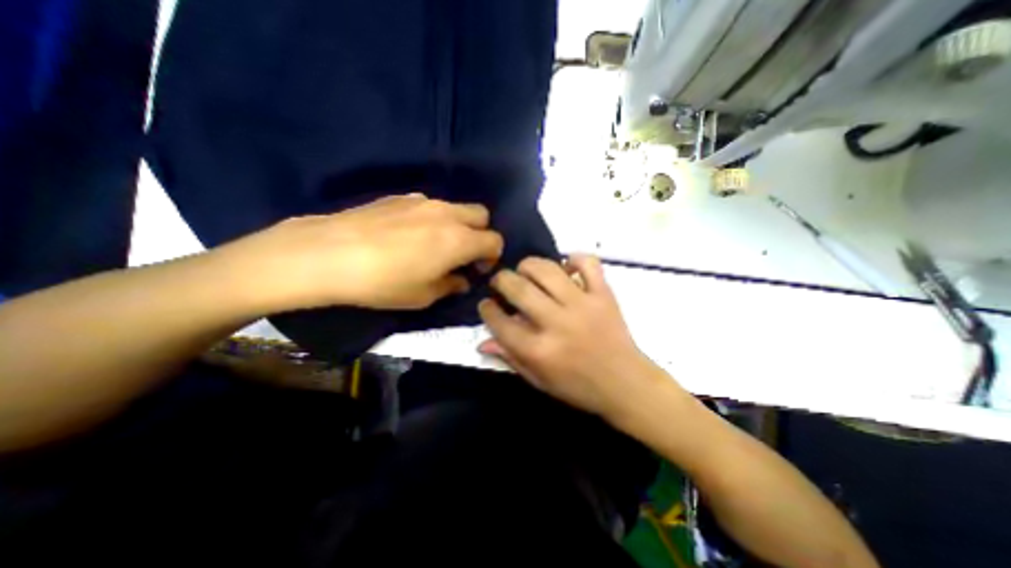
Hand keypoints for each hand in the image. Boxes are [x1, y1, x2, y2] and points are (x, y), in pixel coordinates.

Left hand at [222, 194, 502, 310]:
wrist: (328, 253)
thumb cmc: (383, 282)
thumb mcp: (423, 295)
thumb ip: (451, 285)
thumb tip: (461, 279)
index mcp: (459, 239)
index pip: (494, 240)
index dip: (492, 256)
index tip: (478, 269)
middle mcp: (447, 214)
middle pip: (482, 215)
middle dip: (481, 234)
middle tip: (464, 253)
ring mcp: (423, 201)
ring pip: (456, 208)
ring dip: (457, 225)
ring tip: (435, 244)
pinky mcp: (400, 197)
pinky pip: (430, 205)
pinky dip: (433, 218)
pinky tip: (409, 234)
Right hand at [477, 254, 669, 421]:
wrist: (626, 384)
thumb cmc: (578, 387)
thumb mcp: (539, 380)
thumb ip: (510, 358)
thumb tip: (483, 342)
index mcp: (539, 350)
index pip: (500, 322)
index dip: (487, 309)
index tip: (486, 304)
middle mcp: (557, 323)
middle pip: (519, 289)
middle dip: (501, 280)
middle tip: (501, 282)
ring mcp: (583, 305)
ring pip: (547, 270)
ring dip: (529, 265)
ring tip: (525, 271)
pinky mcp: (603, 295)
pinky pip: (588, 263)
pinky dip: (574, 259)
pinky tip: (566, 267)